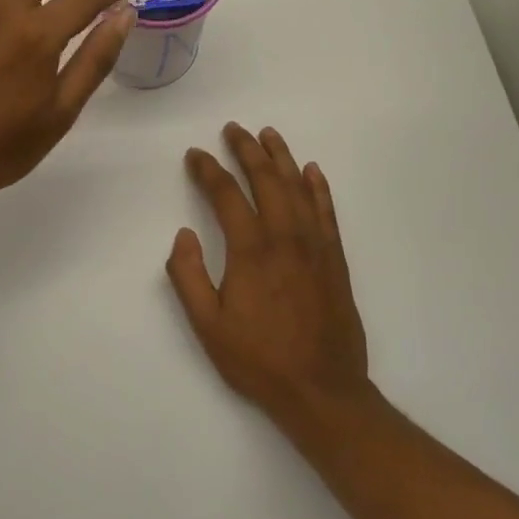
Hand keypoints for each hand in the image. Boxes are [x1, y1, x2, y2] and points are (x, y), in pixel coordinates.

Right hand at [167, 124, 375, 430]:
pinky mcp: (335, 258)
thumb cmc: (258, 359)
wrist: (322, 389)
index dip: (207, 170)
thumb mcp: (207, 326)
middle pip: (265, 179)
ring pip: (297, 187)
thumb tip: (183, 234)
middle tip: (233, 129)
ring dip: (281, 157)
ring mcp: (314, 245)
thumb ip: (188, 276)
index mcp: (250, 250)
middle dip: (247, 150)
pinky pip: (326, 211)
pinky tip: (311, 170)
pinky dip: (318, 187)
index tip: (195, 155)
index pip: (225, 194)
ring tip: (269, 134)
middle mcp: (284, 237)